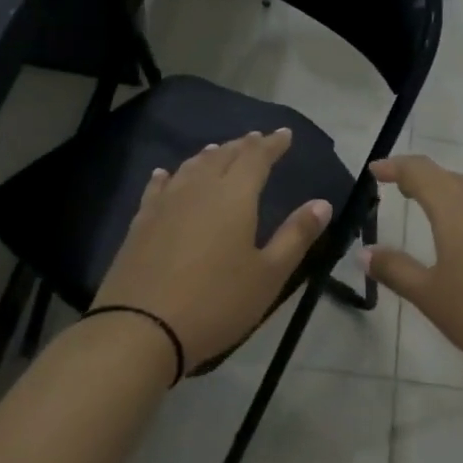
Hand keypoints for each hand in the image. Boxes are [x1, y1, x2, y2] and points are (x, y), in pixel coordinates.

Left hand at [94, 130, 331, 370]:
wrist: (141, 328)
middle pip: (222, 157)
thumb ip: (296, 236)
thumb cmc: (217, 302)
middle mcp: (198, 190)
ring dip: (209, 156)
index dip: (272, 144)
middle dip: (243, 146)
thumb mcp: (269, 275)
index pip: (256, 158)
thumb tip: (322, 203)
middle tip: (256, 139)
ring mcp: (164, 205)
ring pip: (190, 168)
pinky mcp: (140, 224)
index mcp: (234, 197)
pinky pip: (158, 188)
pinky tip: (166, 174)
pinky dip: (169, 176)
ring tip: (218, 150)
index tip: (285, 134)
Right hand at [364, 155, 462, 390]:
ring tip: (441, 218)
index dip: (395, 167)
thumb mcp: (432, 297)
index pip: (420, 172)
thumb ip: (396, 270)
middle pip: (452, 180)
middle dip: (425, 182)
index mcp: (457, 208)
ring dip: (456, 200)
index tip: (376, 170)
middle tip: (404, 190)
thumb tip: (365, 252)